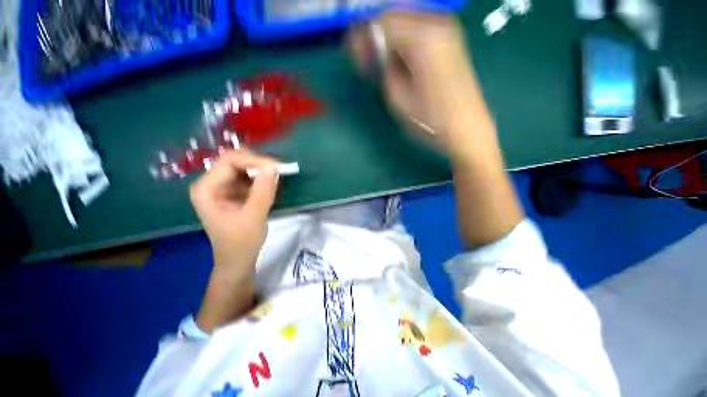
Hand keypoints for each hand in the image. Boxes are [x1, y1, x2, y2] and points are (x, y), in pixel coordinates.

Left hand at [190, 149, 279, 274]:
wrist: (238, 259)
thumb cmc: (241, 242)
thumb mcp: (254, 216)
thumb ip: (263, 190)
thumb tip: (273, 166)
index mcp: (206, 188)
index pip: (230, 161)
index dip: (254, 161)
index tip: (277, 168)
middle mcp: (211, 183)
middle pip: (235, 160)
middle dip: (258, 164)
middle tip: (279, 171)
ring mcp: (222, 186)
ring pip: (244, 167)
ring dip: (261, 170)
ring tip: (277, 178)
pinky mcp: (233, 191)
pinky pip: (248, 176)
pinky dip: (261, 178)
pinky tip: (271, 184)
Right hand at [348, 12, 478, 148]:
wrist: (466, 128)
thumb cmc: (431, 120)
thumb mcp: (398, 99)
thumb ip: (384, 70)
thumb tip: (375, 54)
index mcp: (423, 38)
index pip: (383, 22)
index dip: (363, 37)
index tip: (353, 54)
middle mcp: (437, 24)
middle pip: (395, 14)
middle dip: (374, 33)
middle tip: (365, 57)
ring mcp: (447, 30)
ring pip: (407, 20)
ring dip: (388, 37)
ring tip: (379, 60)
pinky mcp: (451, 41)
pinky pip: (419, 29)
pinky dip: (403, 40)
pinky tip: (398, 58)